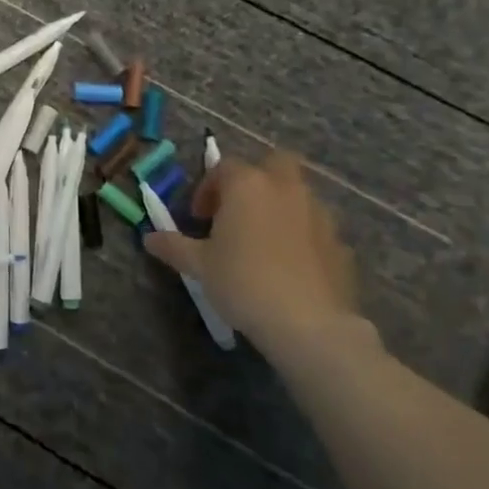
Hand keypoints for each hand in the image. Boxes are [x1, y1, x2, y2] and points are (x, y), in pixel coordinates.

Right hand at [143, 152, 363, 358]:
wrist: (310, 325)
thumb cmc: (243, 282)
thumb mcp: (199, 265)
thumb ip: (173, 246)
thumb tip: (149, 238)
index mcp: (248, 184)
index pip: (223, 168)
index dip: (207, 189)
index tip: (198, 218)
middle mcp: (285, 188)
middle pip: (273, 163)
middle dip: (256, 179)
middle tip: (238, 211)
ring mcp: (318, 213)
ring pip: (297, 194)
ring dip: (279, 206)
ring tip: (262, 242)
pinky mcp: (340, 243)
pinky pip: (315, 227)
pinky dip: (302, 236)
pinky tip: (290, 266)